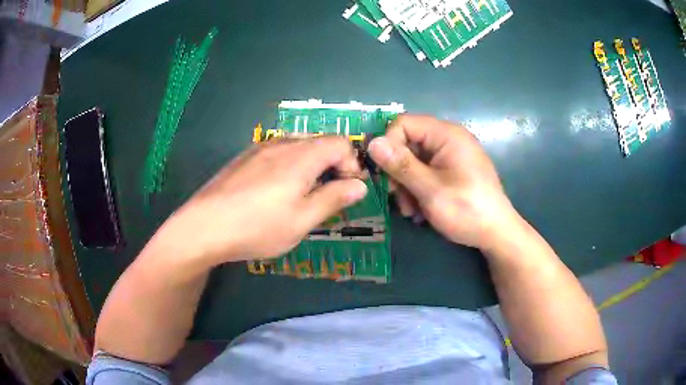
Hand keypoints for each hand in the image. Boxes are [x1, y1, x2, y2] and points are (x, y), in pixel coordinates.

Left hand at [156, 137, 367, 264]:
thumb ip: (333, 199)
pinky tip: (276, 190)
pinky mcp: (245, 157)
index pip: (341, 143)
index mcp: (301, 156)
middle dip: (333, 164)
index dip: (352, 164)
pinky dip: (290, 164)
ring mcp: (260, 147)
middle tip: (328, 195)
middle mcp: (282, 143)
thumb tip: (359, 185)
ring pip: (298, 146)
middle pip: (320, 142)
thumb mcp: (302, 221)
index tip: (348, 190)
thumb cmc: (257, 227)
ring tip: (303, 194)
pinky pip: (278, 152)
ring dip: (311, 165)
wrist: (204, 226)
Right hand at [369, 115, 516, 249]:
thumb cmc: (466, 210)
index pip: (403, 123)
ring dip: (406, 186)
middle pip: (407, 143)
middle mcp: (448, 139)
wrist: (496, 233)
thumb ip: (401, 165)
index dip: (388, 145)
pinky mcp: (453, 171)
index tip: (383, 173)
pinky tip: (421, 211)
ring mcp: (451, 156)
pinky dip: (418, 190)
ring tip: (412, 211)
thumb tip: (372, 143)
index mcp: (446, 134)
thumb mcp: (430, 189)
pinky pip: (426, 172)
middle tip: (397, 198)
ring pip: (414, 161)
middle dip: (398, 172)